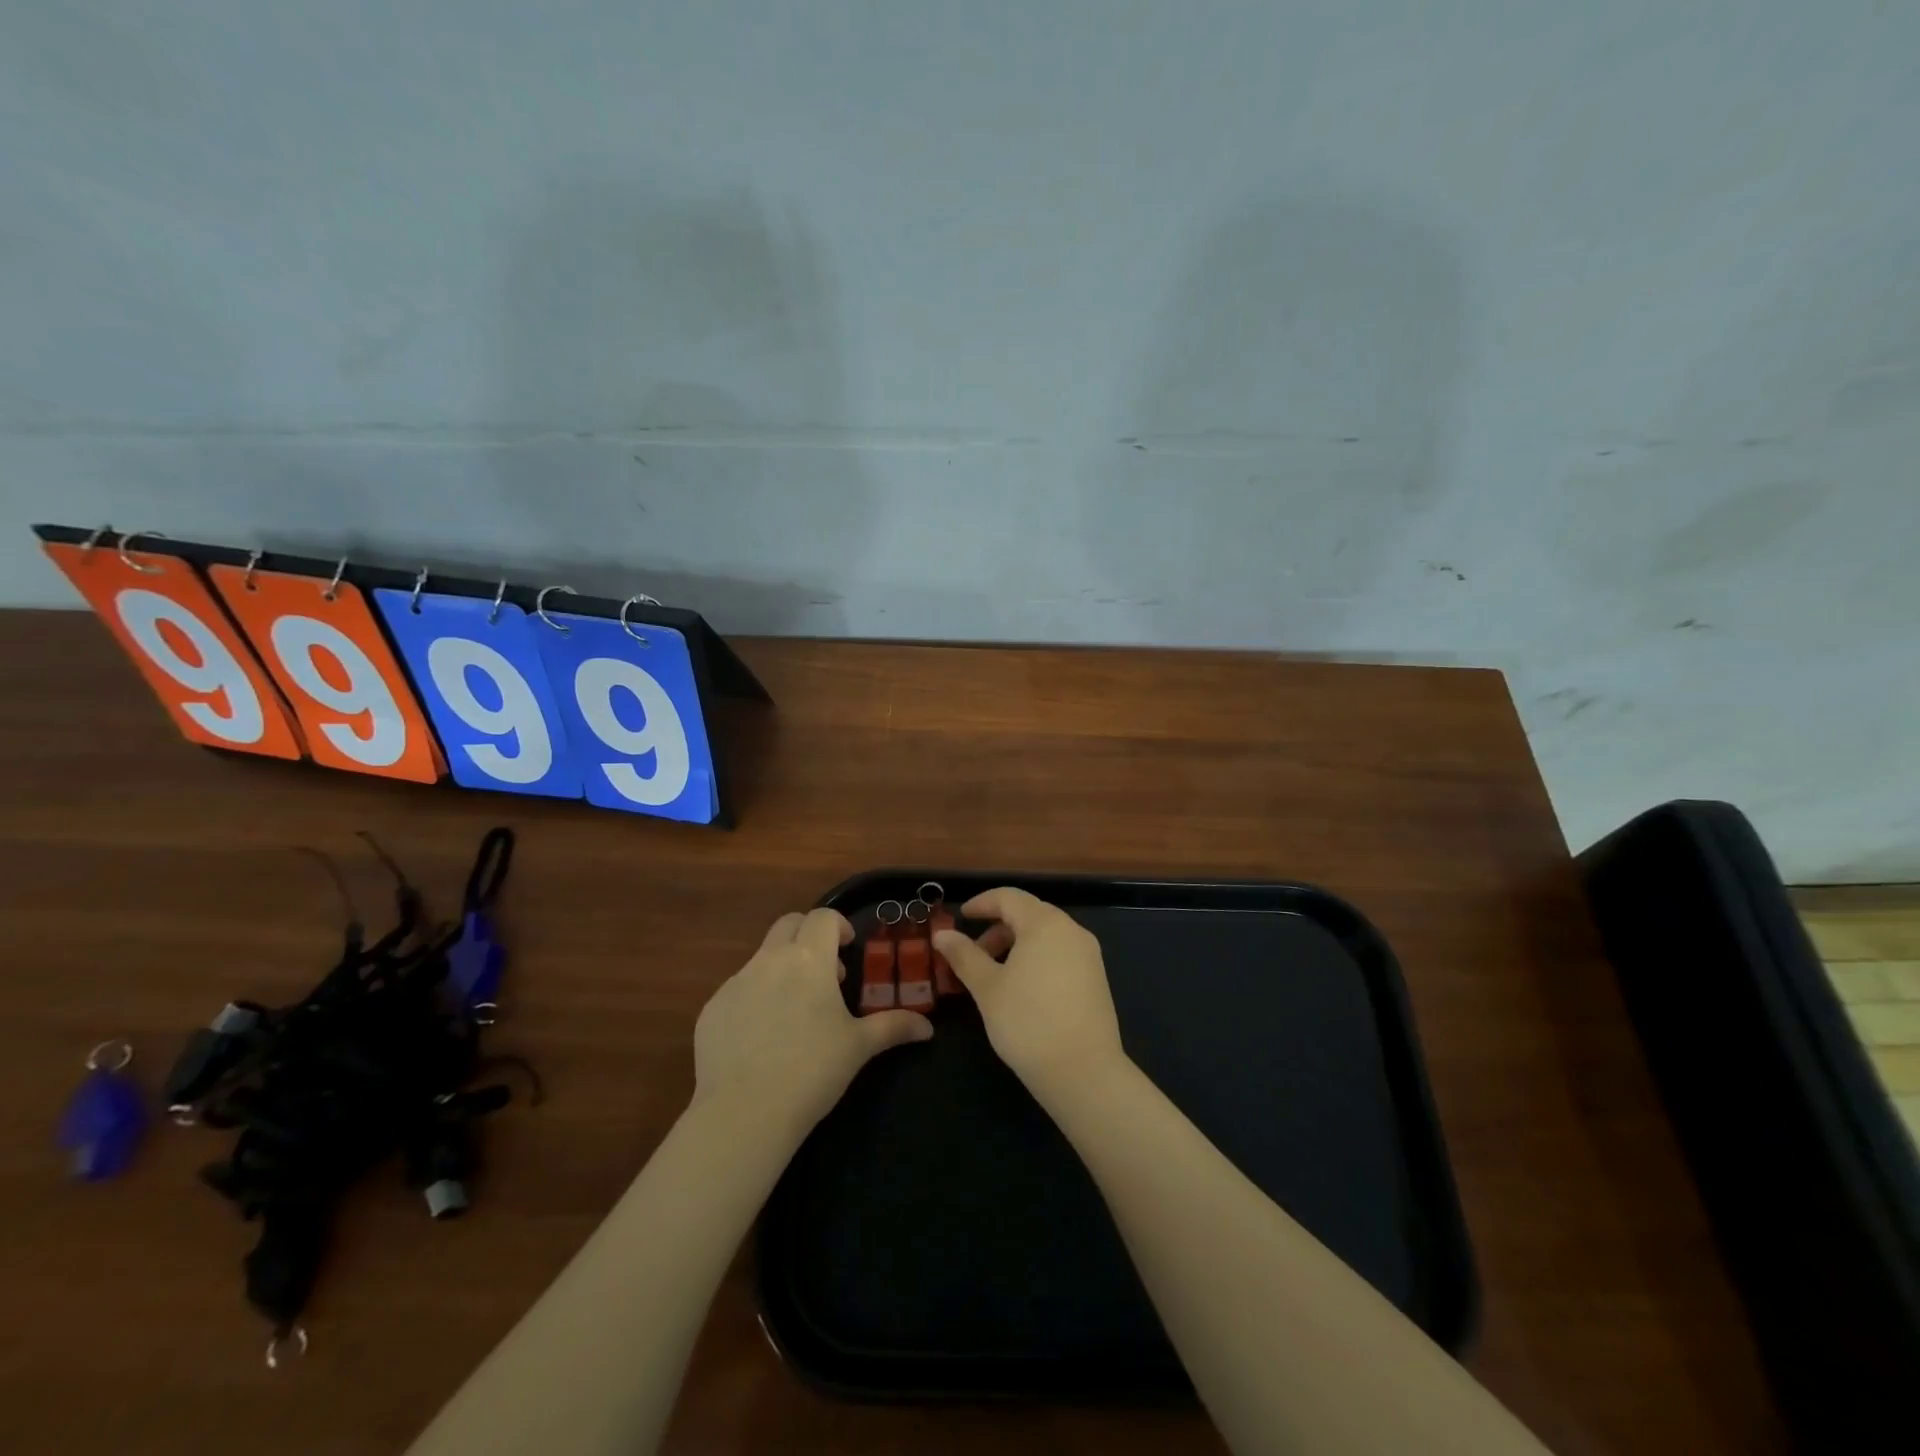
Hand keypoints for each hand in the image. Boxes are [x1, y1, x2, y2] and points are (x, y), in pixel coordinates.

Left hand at [693, 908, 931, 1142]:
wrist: (745, 1112)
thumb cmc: (812, 1070)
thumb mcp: (859, 1047)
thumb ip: (894, 1027)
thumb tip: (928, 1028)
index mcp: (808, 959)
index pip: (823, 917)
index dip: (838, 926)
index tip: (847, 949)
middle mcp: (770, 960)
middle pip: (788, 924)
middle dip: (808, 936)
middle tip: (824, 971)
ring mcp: (736, 982)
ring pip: (762, 957)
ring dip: (782, 968)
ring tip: (795, 1010)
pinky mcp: (712, 1008)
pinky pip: (738, 989)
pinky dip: (755, 998)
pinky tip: (762, 1037)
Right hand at [933, 888, 1125, 1103]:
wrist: (1083, 1072)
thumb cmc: (1027, 1022)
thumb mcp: (987, 988)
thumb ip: (964, 955)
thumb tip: (942, 935)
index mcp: (1045, 924)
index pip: (1009, 897)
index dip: (981, 903)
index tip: (961, 916)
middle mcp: (1071, 930)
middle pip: (1029, 914)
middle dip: (998, 928)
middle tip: (973, 954)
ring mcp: (1088, 954)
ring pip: (1046, 935)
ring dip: (1016, 944)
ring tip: (994, 975)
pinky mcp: (1096, 978)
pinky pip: (1061, 953)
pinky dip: (1036, 958)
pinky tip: (1022, 988)